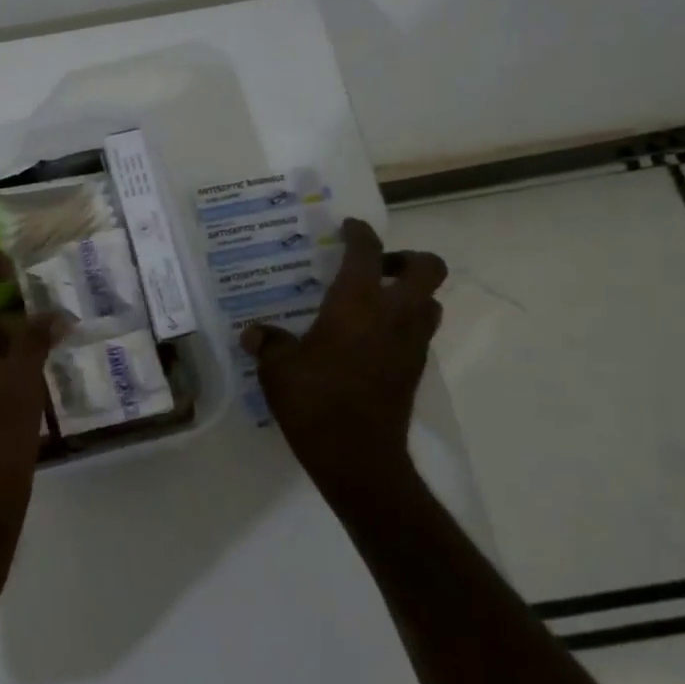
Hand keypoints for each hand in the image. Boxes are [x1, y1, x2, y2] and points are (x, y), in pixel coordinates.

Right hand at [240, 217, 446, 498]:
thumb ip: (268, 343)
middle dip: (407, 258)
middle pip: (428, 268)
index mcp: (357, 302)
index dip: (359, 233)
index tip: (349, 227)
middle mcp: (394, 314)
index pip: (366, 251)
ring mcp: (412, 343)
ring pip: (431, 302)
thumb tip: (254, 334)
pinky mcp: (415, 370)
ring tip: (375, 302)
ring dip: (410, 294)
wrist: (357, 456)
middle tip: (376, 267)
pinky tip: (369, 340)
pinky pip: (419, 332)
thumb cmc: (314, 401)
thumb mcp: (277, 368)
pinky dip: (403, 325)